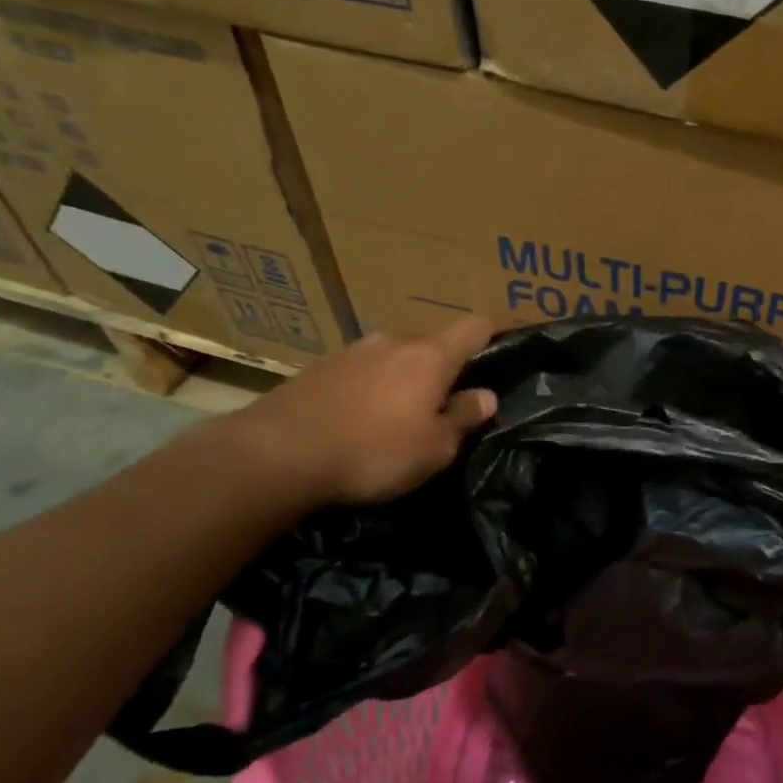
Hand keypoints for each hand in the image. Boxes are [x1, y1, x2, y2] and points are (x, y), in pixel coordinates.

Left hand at [218, 316, 499, 506]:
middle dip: (444, 368)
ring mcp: (351, 352)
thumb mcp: (433, 448)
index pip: (474, 327)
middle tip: (447, 402)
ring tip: (399, 415)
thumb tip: (486, 395)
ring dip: (403, 379)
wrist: (275, 455)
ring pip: (393, 358)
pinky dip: (370, 389)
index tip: (508, 340)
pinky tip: (359, 421)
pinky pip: (360, 373)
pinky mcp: (317, 370)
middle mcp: (393, 342)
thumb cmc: (373, 451)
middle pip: (432, 344)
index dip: (496, 330)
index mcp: (430, 357)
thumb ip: (463, 417)